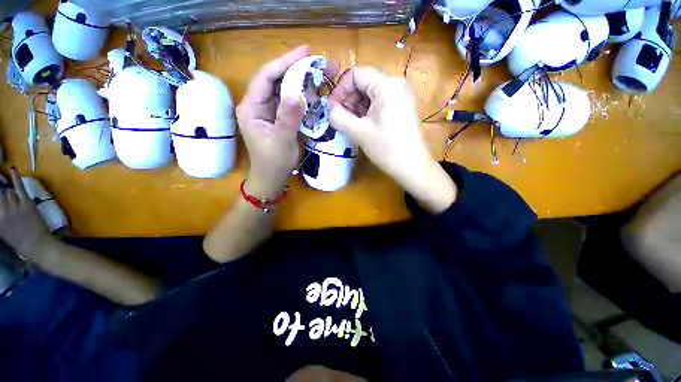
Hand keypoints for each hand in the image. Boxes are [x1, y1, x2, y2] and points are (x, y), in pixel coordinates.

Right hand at [0, 168, 53, 260]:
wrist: (37, 246)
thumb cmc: (19, 241)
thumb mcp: (2, 231)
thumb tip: (1, 204)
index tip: (0, 201)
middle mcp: (2, 212)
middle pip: (0, 196)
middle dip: (1, 198)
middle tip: (6, 203)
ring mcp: (15, 207)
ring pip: (9, 193)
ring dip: (11, 196)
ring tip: (15, 207)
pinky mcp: (26, 204)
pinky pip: (20, 188)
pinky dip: (16, 178)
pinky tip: (13, 169)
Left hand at [236, 45, 337, 198]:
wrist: (272, 178)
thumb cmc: (273, 163)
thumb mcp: (282, 142)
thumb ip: (288, 119)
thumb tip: (297, 95)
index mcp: (252, 108)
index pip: (267, 77)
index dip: (285, 62)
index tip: (305, 52)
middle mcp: (258, 105)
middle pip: (277, 80)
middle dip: (298, 70)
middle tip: (319, 63)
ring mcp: (269, 111)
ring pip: (285, 90)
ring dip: (303, 83)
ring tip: (321, 76)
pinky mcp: (279, 117)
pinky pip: (291, 102)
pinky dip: (304, 97)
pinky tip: (316, 94)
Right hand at [329, 67, 456, 213]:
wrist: (412, 166)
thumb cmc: (386, 148)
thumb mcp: (358, 132)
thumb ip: (338, 117)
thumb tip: (330, 109)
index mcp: (387, 85)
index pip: (356, 74)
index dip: (340, 90)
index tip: (332, 109)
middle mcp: (396, 83)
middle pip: (364, 83)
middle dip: (348, 100)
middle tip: (340, 119)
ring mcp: (401, 95)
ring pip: (371, 93)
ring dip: (356, 107)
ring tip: (350, 124)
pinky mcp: (403, 106)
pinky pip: (380, 101)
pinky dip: (367, 111)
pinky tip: (362, 125)